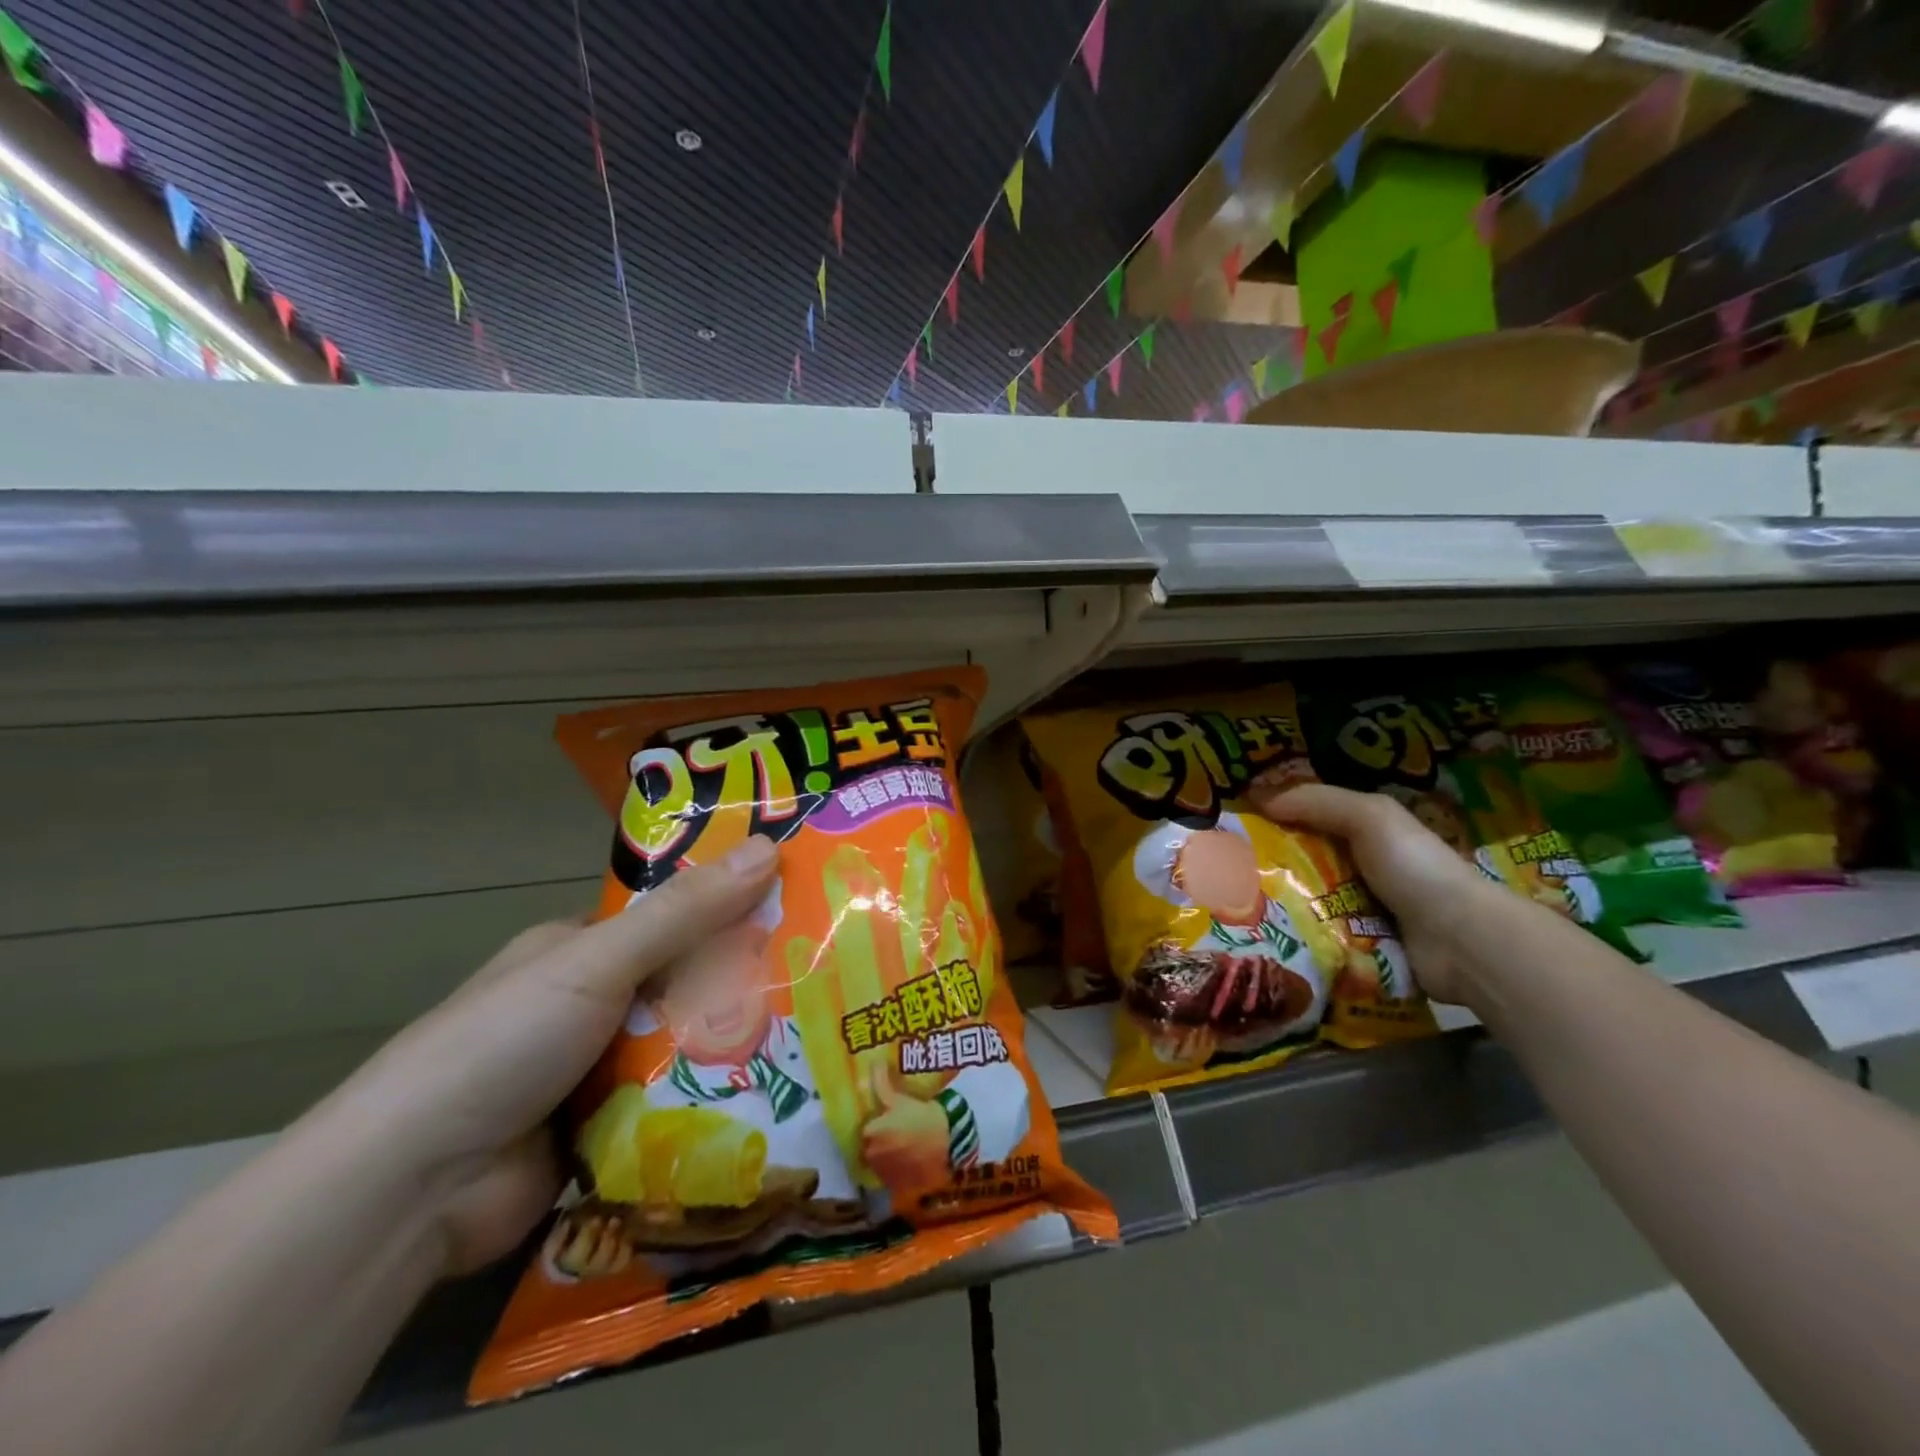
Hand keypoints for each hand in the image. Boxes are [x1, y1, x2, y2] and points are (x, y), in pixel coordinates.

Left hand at [328, 836, 780, 1275]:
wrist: (413, 1191)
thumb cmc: (503, 1043)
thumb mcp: (599, 962)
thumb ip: (685, 912)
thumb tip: (767, 846)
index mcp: (582, 950)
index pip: (673, 917)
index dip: (732, 908)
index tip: (800, 906)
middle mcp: (593, 1004)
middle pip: (687, 983)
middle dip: (743, 984)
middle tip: (824, 978)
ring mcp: (598, 1071)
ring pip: (687, 1046)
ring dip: (735, 1046)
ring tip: (822, 1036)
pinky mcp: (609, 1133)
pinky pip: (676, 1106)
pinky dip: (714, 1102)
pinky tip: (781, 1097)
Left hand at [859, 1062, 952, 1187]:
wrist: (949, 1143)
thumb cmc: (923, 1117)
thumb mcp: (900, 1098)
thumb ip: (881, 1082)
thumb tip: (874, 1061)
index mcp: (870, 1132)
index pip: (865, 1128)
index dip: (876, 1123)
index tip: (888, 1119)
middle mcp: (871, 1155)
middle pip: (869, 1146)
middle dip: (880, 1140)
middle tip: (898, 1130)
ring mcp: (884, 1174)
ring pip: (879, 1162)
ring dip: (887, 1155)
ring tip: (905, 1146)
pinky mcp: (896, 1187)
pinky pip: (891, 1178)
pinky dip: (896, 1171)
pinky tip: (909, 1161)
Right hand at [1247, 783, 1499, 1004]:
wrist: (1461, 941)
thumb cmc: (1414, 867)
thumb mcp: (1370, 816)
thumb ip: (1317, 801)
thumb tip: (1259, 798)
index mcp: (1364, 834)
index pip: (1307, 821)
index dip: (1271, 821)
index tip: (1230, 828)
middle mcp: (1359, 870)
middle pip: (1299, 864)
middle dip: (1265, 868)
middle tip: (1222, 874)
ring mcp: (1359, 912)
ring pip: (1302, 903)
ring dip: (1275, 907)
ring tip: (1232, 908)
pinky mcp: (1357, 949)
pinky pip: (1315, 938)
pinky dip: (1293, 938)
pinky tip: (1263, 937)